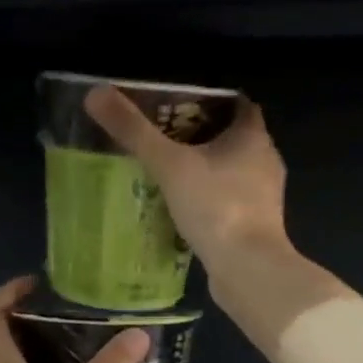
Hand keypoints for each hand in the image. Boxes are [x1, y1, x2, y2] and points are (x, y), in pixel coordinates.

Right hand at [83, 86, 289, 273]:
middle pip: (234, 136)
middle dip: (201, 134)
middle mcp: (265, 160)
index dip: (210, 100)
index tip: (177, 104)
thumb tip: (96, 93)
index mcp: (253, 136)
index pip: (237, 104)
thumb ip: (134, 131)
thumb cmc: (215, 206)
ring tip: (168, 170)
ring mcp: (265, 195)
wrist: (248, 269)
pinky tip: (183, 206)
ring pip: (233, 170)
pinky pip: (230, 199)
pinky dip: (210, 197)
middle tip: (163, 136)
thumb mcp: (168, 165)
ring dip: (206, 168)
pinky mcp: (256, 224)